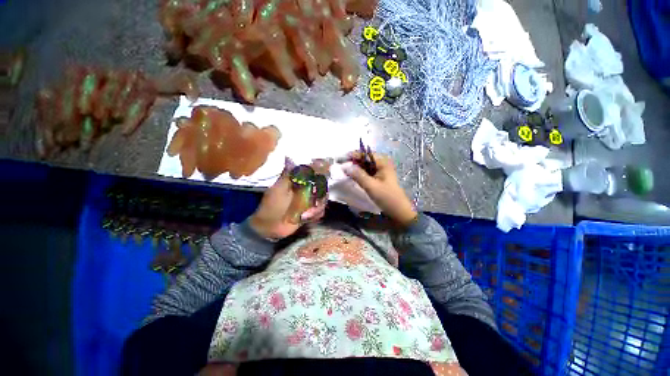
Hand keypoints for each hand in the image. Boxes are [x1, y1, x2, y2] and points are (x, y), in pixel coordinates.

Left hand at [249, 158, 325, 239]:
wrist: (269, 227)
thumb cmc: (272, 205)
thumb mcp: (278, 189)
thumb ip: (287, 175)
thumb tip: (288, 157)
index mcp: (298, 181)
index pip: (313, 172)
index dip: (321, 170)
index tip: (328, 172)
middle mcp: (306, 189)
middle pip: (322, 186)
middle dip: (321, 195)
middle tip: (314, 203)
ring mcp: (309, 201)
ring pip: (323, 199)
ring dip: (317, 208)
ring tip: (305, 215)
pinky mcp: (310, 212)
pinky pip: (320, 211)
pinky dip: (316, 214)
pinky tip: (306, 218)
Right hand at [341, 152, 417, 226]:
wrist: (399, 211)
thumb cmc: (387, 197)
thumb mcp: (371, 186)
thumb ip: (358, 175)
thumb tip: (345, 166)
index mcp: (383, 162)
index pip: (365, 154)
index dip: (353, 155)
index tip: (340, 159)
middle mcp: (382, 164)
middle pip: (365, 159)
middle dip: (353, 161)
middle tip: (340, 165)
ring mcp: (380, 171)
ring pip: (365, 166)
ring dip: (355, 168)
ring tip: (344, 170)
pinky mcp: (378, 178)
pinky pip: (367, 172)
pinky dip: (359, 173)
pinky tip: (352, 176)